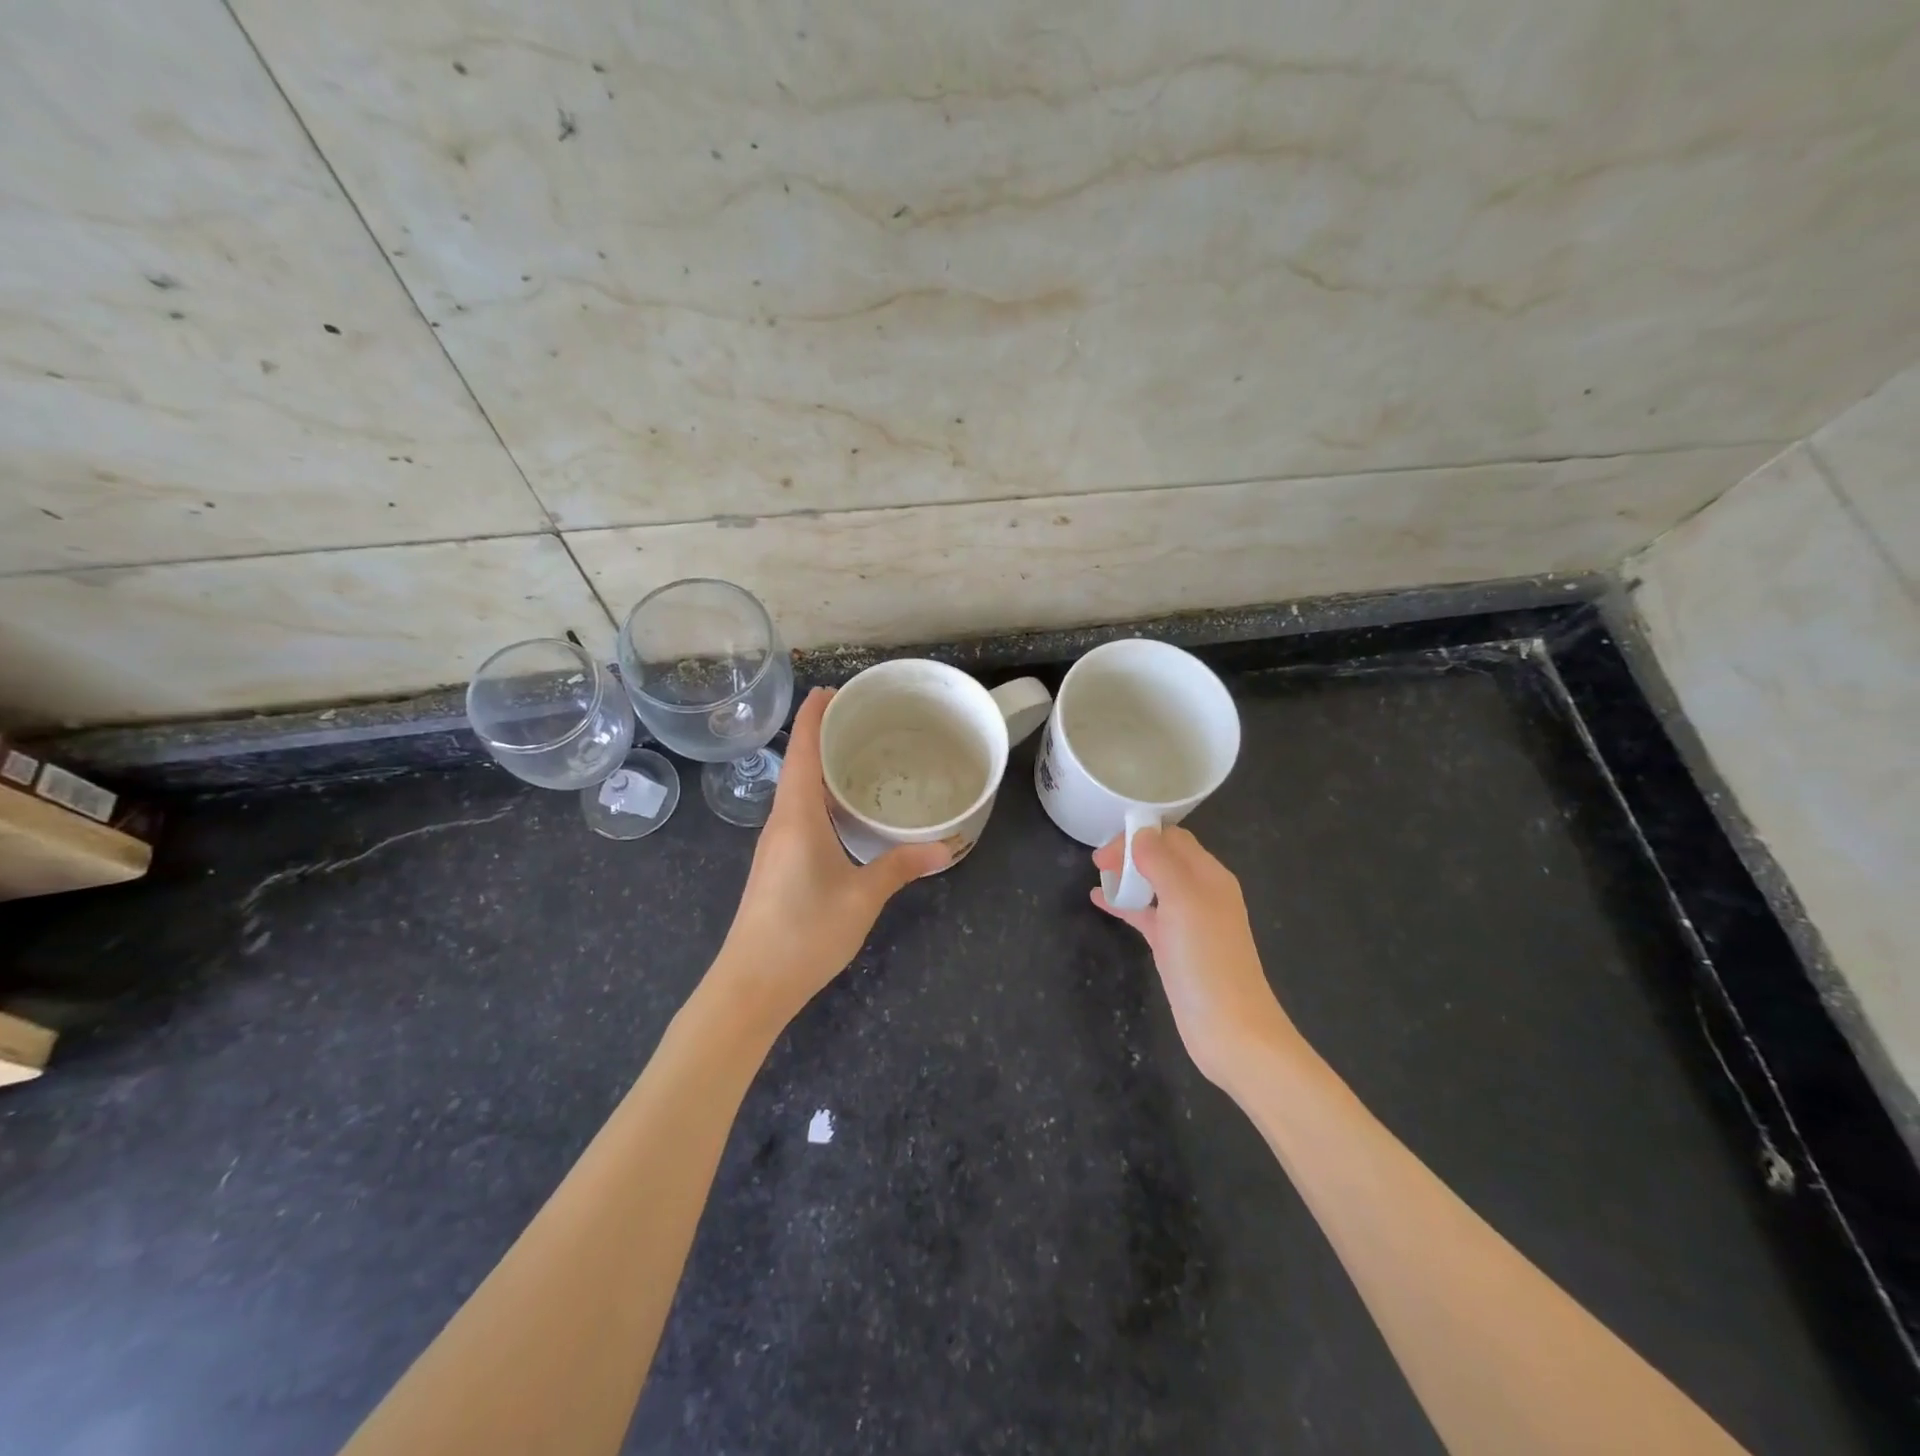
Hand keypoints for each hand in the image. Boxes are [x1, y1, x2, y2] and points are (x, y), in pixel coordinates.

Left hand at [713, 688, 949, 1030]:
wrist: (750, 985)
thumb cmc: (804, 933)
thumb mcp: (862, 898)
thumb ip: (901, 867)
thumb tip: (946, 848)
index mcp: (797, 815)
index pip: (801, 750)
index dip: (814, 715)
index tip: (832, 689)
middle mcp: (781, 821)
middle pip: (798, 764)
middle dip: (822, 735)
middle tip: (862, 718)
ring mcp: (775, 844)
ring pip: (797, 790)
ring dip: (820, 766)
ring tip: (858, 755)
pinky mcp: (777, 864)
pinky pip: (799, 813)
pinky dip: (820, 795)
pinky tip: (844, 809)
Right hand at [1091, 826, 1296, 1085]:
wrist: (1230, 1030)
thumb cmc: (1207, 960)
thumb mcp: (1183, 901)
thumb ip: (1161, 862)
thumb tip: (1140, 833)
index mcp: (1209, 876)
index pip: (1173, 838)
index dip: (1139, 835)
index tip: (1107, 848)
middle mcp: (1201, 893)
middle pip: (1163, 858)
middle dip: (1131, 853)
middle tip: (1098, 862)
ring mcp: (1188, 921)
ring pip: (1153, 885)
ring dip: (1127, 876)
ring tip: (1097, 876)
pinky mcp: (1175, 947)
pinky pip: (1147, 914)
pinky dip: (1125, 904)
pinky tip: (1100, 901)